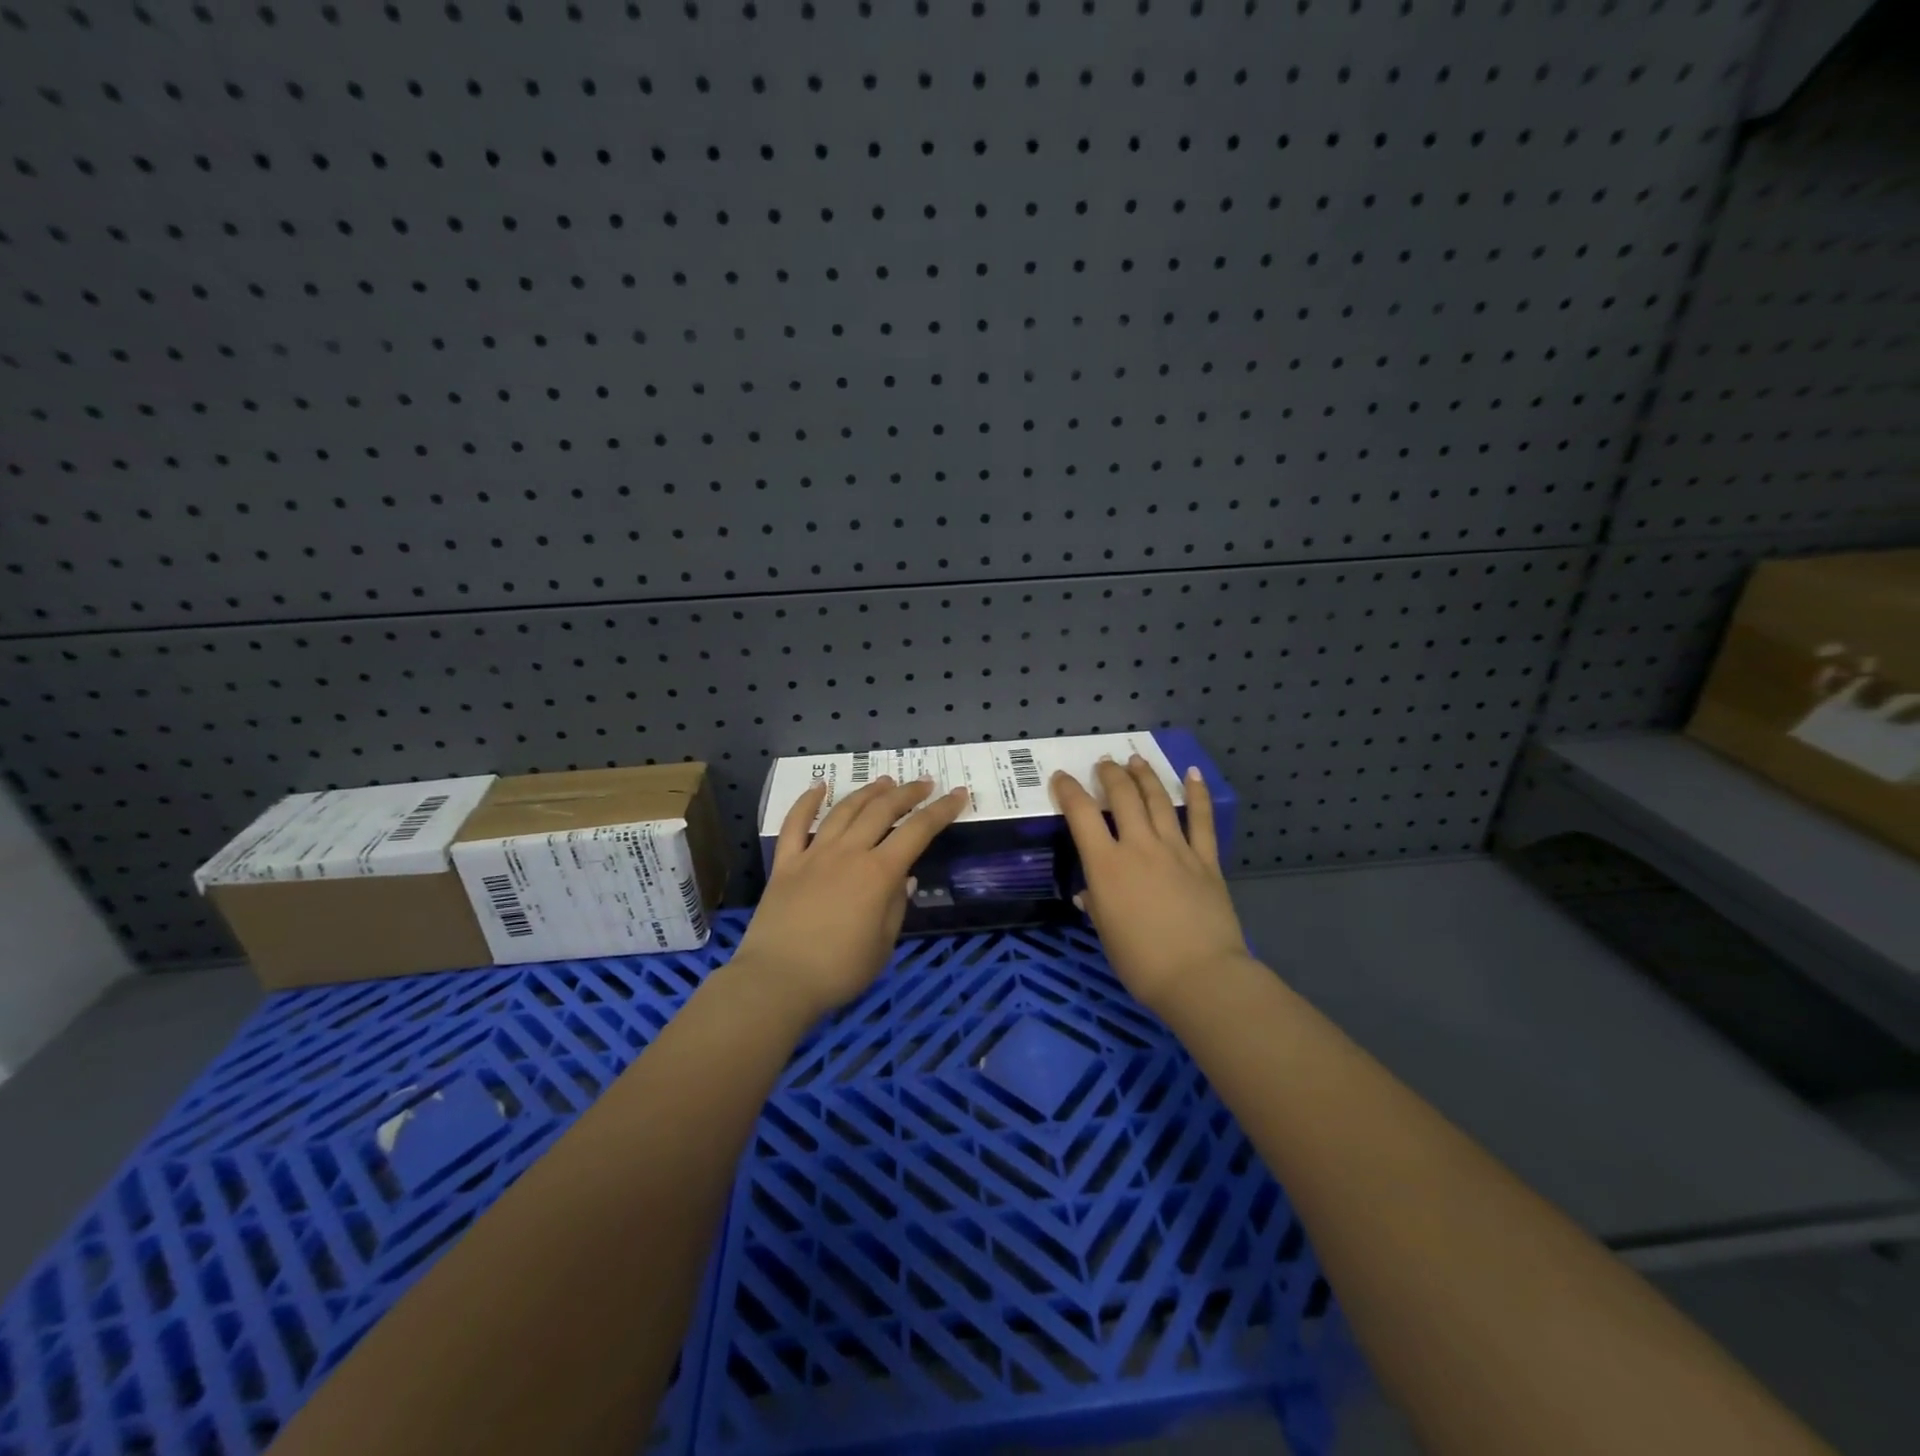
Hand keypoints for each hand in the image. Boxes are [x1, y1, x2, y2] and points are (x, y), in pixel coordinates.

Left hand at [733, 774, 969, 1019]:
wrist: (777, 980)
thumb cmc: (839, 970)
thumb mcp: (883, 945)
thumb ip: (896, 906)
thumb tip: (904, 877)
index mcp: (878, 873)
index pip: (918, 831)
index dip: (941, 811)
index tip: (958, 795)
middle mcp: (848, 852)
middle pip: (882, 810)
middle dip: (907, 792)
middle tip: (924, 783)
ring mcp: (814, 854)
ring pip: (844, 810)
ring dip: (868, 792)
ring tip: (885, 781)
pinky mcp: (786, 863)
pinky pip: (795, 824)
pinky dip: (807, 801)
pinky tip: (820, 786)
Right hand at [1052, 756, 1251, 1014]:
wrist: (1201, 976)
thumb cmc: (1142, 962)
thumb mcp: (1105, 933)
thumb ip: (1096, 904)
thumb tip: (1089, 893)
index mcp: (1106, 865)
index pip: (1081, 814)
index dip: (1068, 791)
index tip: (1061, 778)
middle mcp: (1139, 846)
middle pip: (1122, 796)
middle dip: (1110, 774)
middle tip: (1104, 763)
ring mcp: (1176, 849)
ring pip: (1158, 799)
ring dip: (1145, 775)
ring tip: (1136, 760)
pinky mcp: (1206, 859)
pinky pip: (1201, 820)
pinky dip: (1197, 794)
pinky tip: (1193, 774)